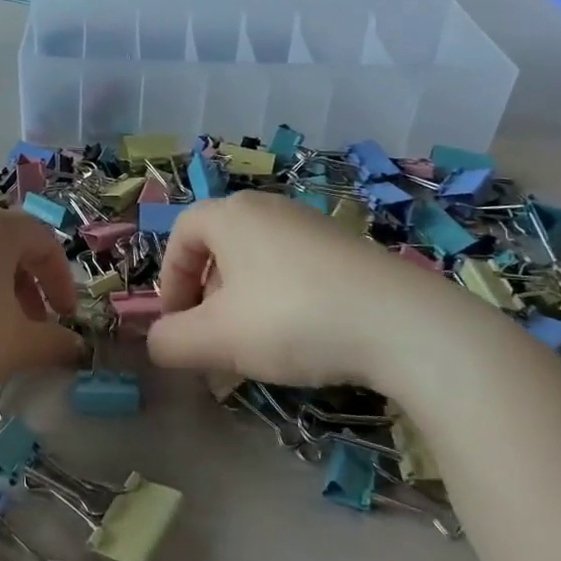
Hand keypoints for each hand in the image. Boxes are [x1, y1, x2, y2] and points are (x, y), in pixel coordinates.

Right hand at [147, 193, 490, 392]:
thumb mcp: (217, 338)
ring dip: (242, 306)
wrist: (403, 324)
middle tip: (213, 342)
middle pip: (219, 249)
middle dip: (206, 299)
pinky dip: (281, 303)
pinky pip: (294, 272)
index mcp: (231, 214)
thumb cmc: (292, 318)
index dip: (170, 281)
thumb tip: (157, 343)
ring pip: (257, 264)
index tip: (178, 325)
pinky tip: (300, 343)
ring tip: (255, 351)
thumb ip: (171, 341)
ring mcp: (312, 226)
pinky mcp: (347, 250)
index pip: (181, 235)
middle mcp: (268, 208)